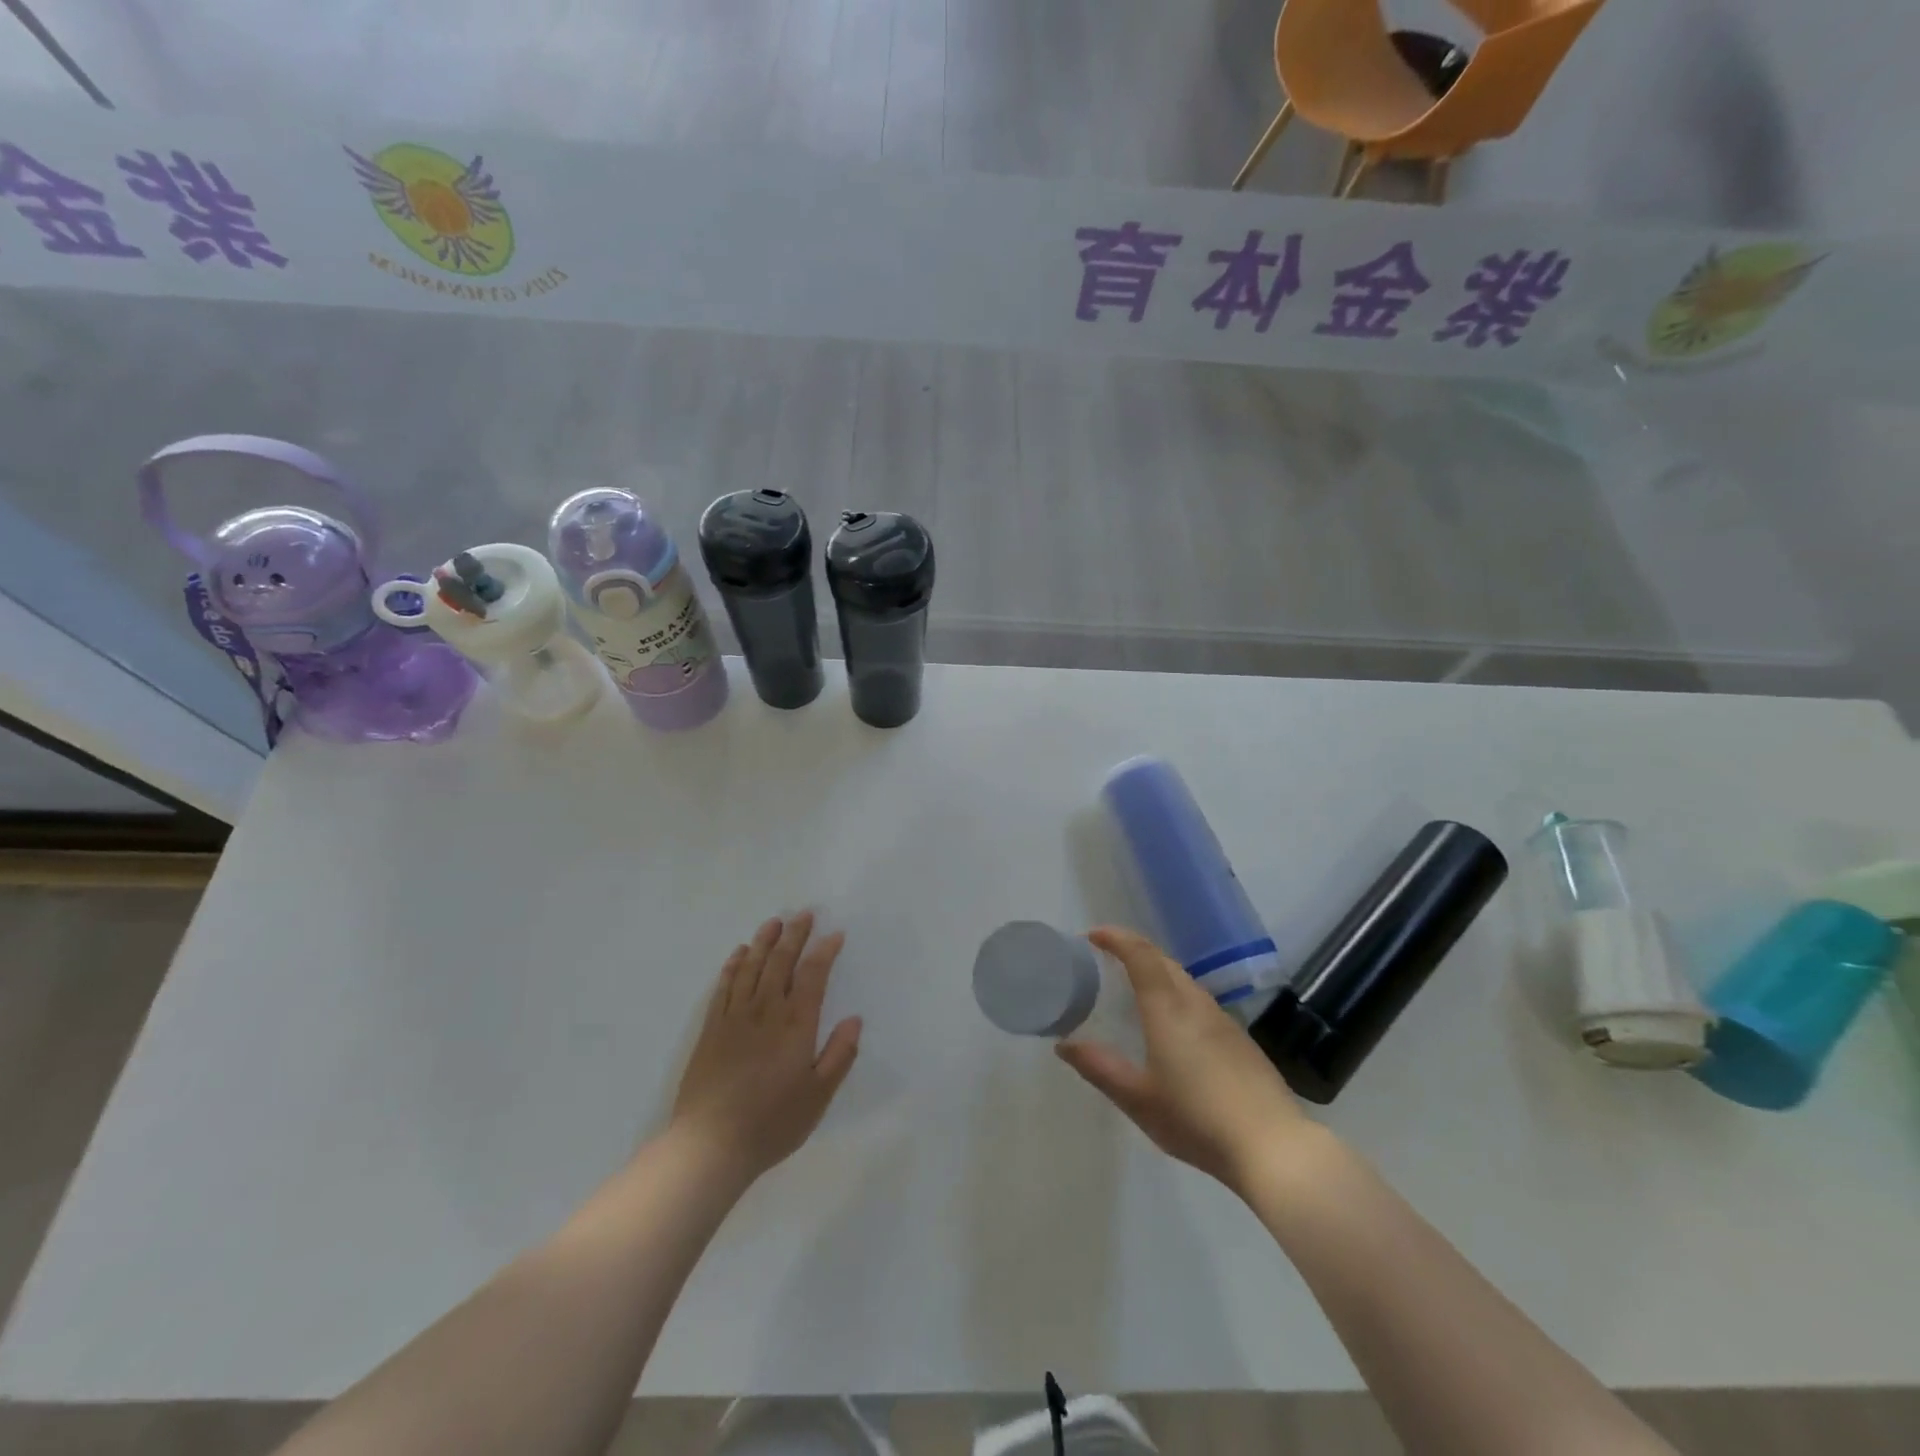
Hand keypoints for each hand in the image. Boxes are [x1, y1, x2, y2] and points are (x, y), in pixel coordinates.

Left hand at [669, 912, 861, 1183]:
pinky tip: (739, 954)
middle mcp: (766, 1011)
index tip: (835, 934)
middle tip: (804, 913)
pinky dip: (733, 966)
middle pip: (781, 963)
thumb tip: (854, 1019)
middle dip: (794, 936)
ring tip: (774, 922)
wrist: (709, 1145)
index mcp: (795, 1025)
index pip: (813, 976)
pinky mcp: (711, 1029)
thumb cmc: (771, 1123)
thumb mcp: (818, 1097)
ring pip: (751, 968)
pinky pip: (724, 987)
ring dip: (764, 942)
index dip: (824, 951)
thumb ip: (838, 1056)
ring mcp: (734, 1018)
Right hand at [1056, 926, 1314, 1192]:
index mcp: (1168, 1009)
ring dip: (1158, 972)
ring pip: (1185, 980)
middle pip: (1163, 961)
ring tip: (1136, 988)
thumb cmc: (1196, 1119)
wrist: (1273, 1147)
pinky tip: (1174, 1026)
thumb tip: (1064, 1045)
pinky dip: (1177, 995)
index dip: (1117, 938)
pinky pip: (1201, 1001)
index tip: (1094, 936)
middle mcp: (1196, 1003)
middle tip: (1109, 957)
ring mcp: (1223, 1020)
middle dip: (1135, 950)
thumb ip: (1100, 1068)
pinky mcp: (1241, 1040)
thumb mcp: (1137, 1099)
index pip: (1140, 955)